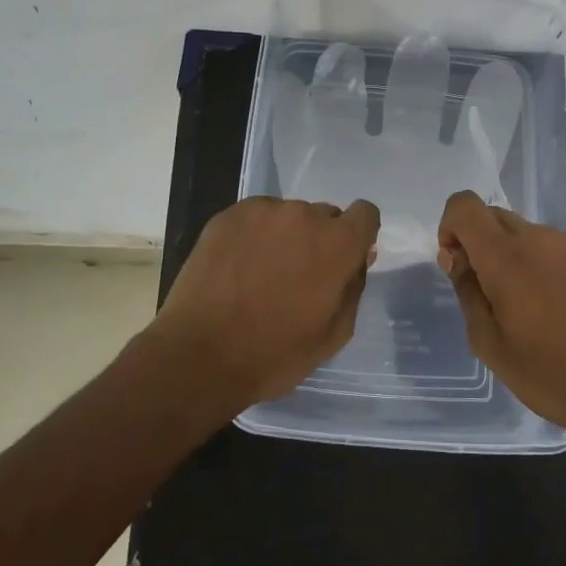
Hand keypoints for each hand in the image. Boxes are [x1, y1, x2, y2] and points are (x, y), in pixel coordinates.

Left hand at [148, 196, 380, 410]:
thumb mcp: (334, 334)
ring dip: (285, 237)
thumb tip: (358, 259)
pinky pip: (255, 217)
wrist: (200, 354)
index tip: (344, 258)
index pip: (365, 213)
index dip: (358, 234)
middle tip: (297, 276)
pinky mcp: (229, 215)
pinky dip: (254, 235)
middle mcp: (304, 215)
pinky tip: (238, 266)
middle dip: (319, 240)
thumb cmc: (274, 354)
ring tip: (261, 273)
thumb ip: (353, 287)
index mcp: (337, 244)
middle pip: (325, 216)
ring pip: (288, 216)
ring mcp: (263, 211)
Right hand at [437, 190, 565, 441]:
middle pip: (493, 216)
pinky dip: (537, 263)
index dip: (450, 227)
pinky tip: (552, 307)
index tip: (456, 265)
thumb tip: (457, 259)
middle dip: (477, 242)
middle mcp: (539, 239)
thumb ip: (468, 292)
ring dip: (508, 253)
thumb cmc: (549, 375)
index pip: (465, 206)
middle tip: (484, 291)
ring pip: (523, 231)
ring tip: (522, 305)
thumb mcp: (490, 344)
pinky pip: (550, 247)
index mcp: (507, 257)